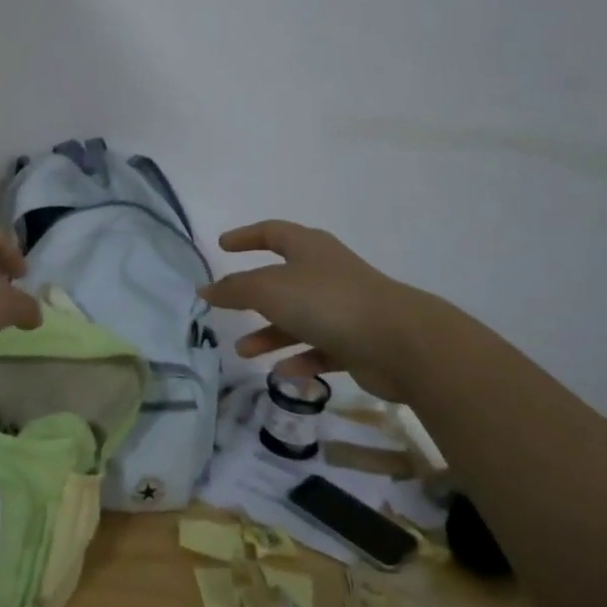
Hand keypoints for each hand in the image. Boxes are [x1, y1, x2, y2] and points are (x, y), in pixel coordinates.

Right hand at [199, 221, 429, 401]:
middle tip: (227, 307)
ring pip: (298, 318)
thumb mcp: (269, 290)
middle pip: (283, 279)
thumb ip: (234, 289)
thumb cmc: (327, 302)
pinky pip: (320, 348)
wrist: (400, 342)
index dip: (246, 237)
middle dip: (253, 295)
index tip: (223, 246)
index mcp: (308, 248)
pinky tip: (281, 373)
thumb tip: (206, 290)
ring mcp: (344, 307)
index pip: (272, 232)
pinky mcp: (357, 342)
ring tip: (244, 353)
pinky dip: (299, 358)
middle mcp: (326, 273)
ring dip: (270, 334)